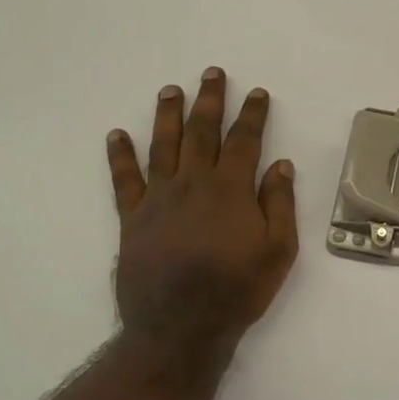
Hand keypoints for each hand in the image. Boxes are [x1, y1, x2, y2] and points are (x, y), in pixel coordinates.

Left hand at [105, 68, 298, 374]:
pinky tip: (117, 135)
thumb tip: (280, 165)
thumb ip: (280, 204)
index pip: (244, 141)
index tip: (257, 92)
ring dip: (167, 115)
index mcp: (231, 190)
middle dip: (209, 100)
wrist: (180, 326)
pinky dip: (120, 155)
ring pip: (163, 145)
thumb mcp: (279, 250)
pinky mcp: (132, 218)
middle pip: (201, 132)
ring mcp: (158, 199)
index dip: (252, 114)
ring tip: (170, 89)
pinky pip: (124, 180)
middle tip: (211, 73)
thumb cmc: (238, 289)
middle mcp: (193, 183)